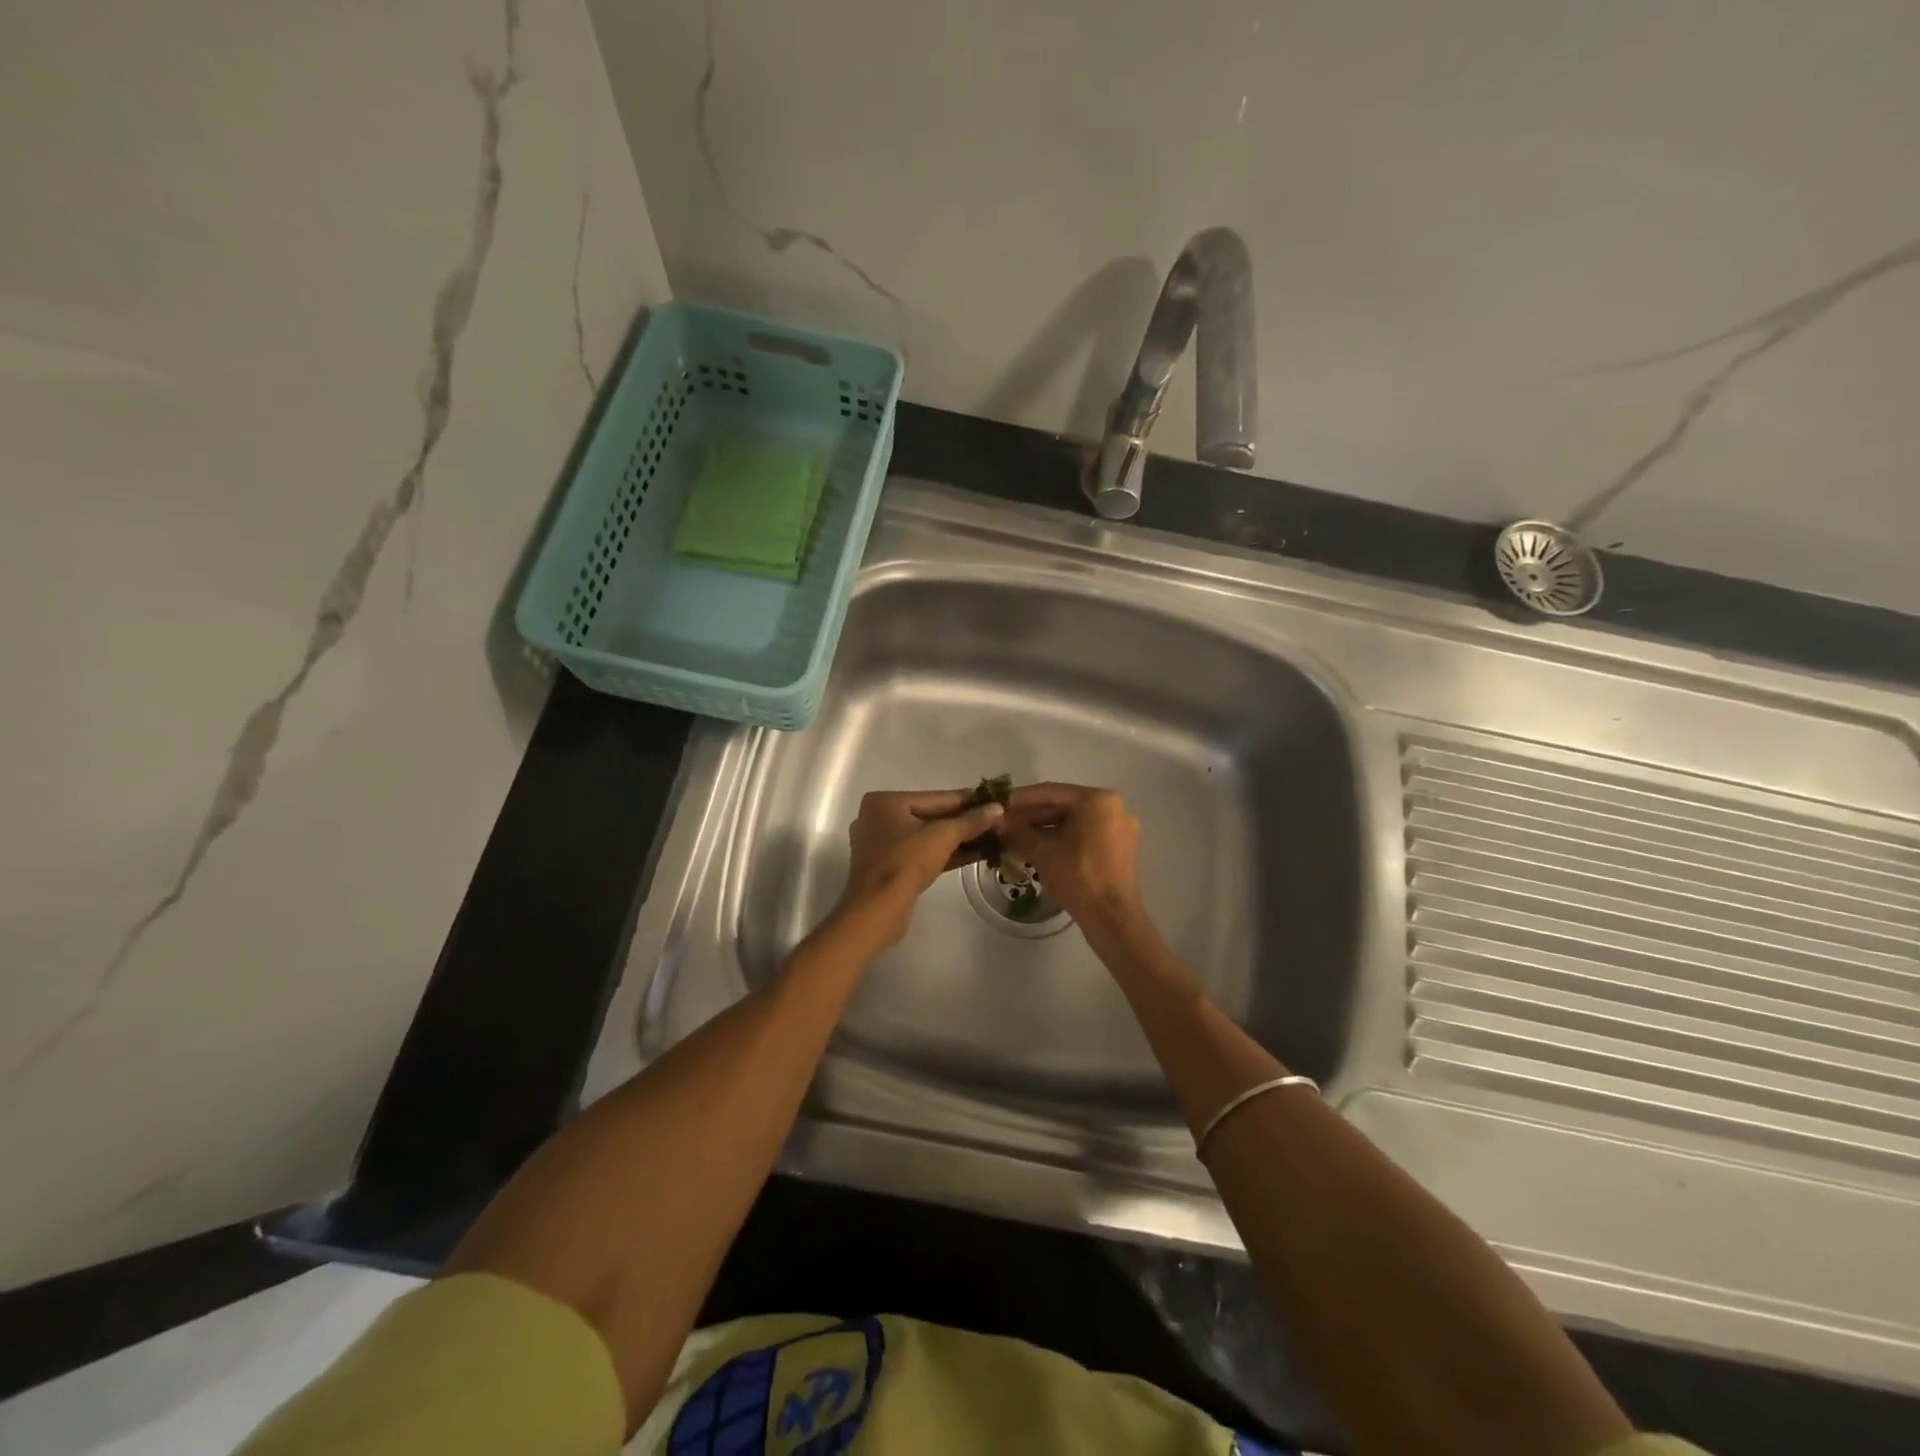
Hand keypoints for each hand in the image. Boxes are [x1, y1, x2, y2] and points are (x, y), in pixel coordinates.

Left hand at [833, 789, 1006, 947]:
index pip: (936, 797)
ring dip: (958, 839)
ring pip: (927, 837)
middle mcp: (879, 818)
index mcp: (885, 802)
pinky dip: (945, 853)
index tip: (994, 800)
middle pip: (931, 816)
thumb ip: (971, 821)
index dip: (968, 800)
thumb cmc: (906, 863)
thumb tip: (998, 809)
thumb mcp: (943, 837)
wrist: (877, 911)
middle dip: (964, 822)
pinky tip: (974, 854)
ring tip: (992, 837)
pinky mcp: (889, 868)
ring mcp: (882, 845)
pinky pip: (921, 853)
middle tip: (996, 821)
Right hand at [1000, 784, 1148, 942]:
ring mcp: (1119, 828)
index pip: (1051, 792)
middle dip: (1031, 816)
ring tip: (1015, 837)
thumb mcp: (1043, 851)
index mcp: (1098, 800)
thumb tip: (999, 822)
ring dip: (1044, 829)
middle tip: (1003, 823)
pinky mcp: (1118, 848)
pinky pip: (1084, 834)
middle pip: (1063, 805)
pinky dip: (1061, 839)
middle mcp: (1113, 807)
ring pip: (1073, 821)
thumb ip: (1019, 831)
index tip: (997, 803)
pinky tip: (1037, 848)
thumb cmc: (1078, 877)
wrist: (1111, 918)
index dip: (1020, 799)